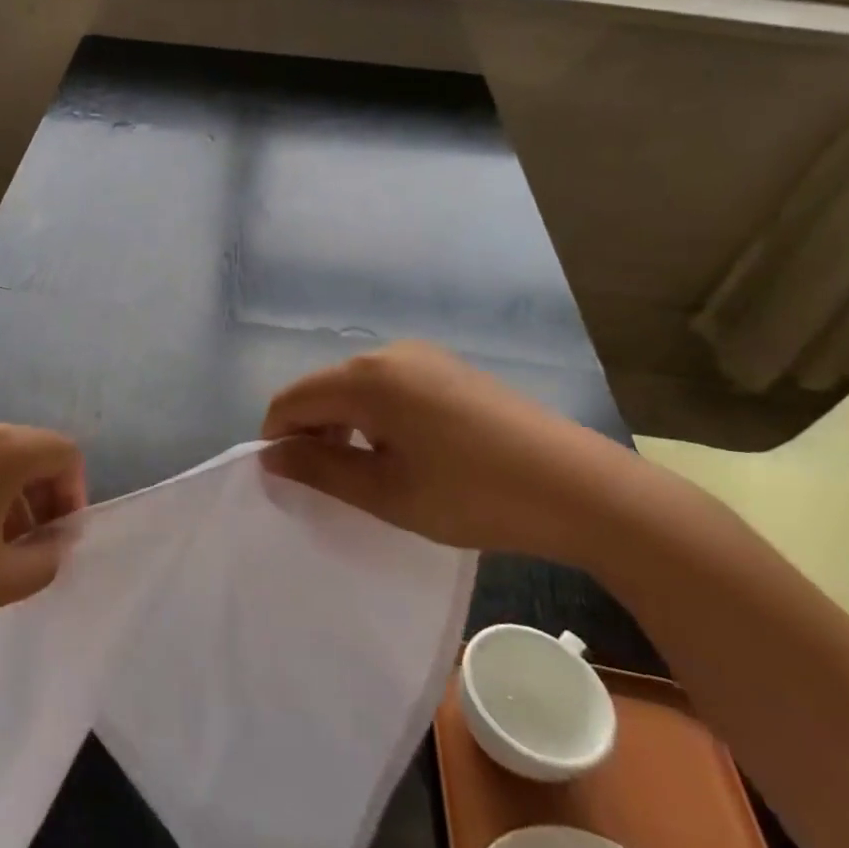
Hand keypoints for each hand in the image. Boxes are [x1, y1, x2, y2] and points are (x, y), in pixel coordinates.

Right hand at [261, 341, 625, 554]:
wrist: (578, 488)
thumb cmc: (470, 494)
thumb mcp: (384, 491)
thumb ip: (317, 469)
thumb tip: (270, 456)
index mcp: (365, 377)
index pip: (292, 399)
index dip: (275, 437)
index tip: (281, 479)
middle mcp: (388, 353)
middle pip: (323, 388)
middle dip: (309, 432)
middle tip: (321, 484)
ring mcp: (423, 357)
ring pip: (356, 387)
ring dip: (342, 425)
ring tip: (360, 473)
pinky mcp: (450, 369)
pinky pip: (389, 386)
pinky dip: (374, 417)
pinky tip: (400, 453)